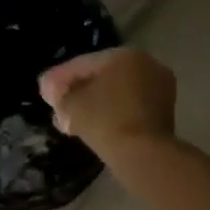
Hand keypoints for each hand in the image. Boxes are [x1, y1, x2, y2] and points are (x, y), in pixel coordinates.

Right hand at [38, 48, 176, 157]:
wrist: (143, 154)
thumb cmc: (105, 120)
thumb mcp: (72, 105)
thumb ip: (60, 94)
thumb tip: (55, 93)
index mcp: (126, 55)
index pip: (85, 63)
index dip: (60, 77)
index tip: (45, 90)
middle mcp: (147, 65)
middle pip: (103, 77)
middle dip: (78, 91)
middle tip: (58, 106)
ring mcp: (160, 89)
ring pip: (117, 93)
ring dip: (94, 104)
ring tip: (71, 121)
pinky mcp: (164, 113)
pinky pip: (130, 107)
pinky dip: (111, 113)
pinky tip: (92, 127)